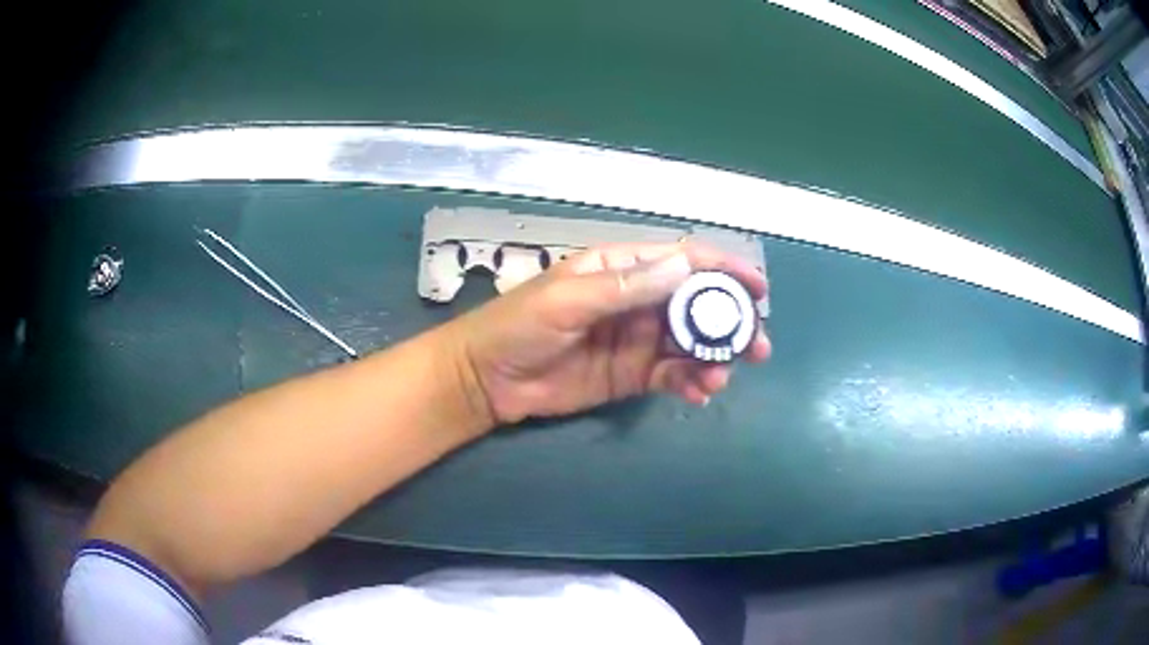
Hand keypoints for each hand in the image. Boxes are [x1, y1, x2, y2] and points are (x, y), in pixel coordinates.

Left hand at [448, 242, 770, 424]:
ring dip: (713, 358)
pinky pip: (672, 375)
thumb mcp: (568, 299)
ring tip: (719, 378)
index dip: (723, 269)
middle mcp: (637, 300)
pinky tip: (699, 393)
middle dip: (729, 323)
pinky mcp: (632, 375)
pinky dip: (690, 382)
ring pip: (690, 344)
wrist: (487, 378)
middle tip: (757, 347)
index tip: (758, 288)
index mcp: (622, 269)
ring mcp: (637, 340)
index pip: (683, 261)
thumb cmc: (519, 326)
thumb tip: (685, 267)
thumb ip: (626, 287)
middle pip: (696, 305)